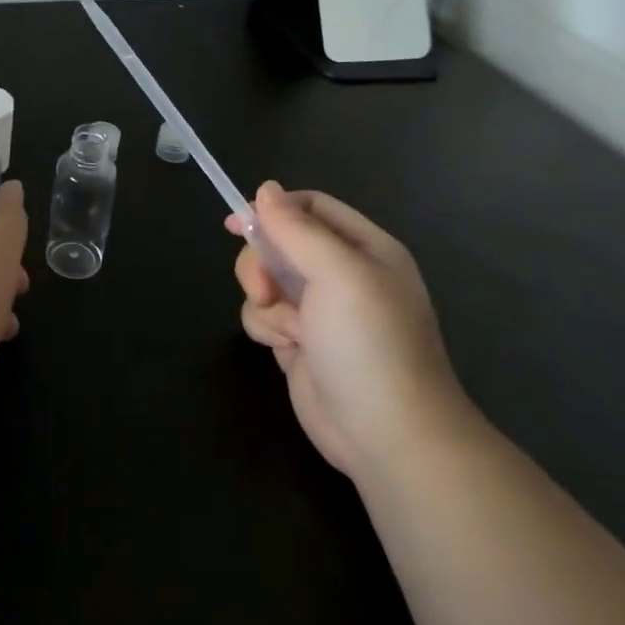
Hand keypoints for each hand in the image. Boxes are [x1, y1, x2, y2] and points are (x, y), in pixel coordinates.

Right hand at [226, 182, 473, 477]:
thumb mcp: (337, 273)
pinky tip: (287, 349)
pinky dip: (267, 328)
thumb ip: (296, 228)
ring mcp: (320, 311)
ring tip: (289, 330)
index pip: (311, 207)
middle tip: (263, 288)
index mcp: (364, 249)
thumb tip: (265, 189)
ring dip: (264, 302)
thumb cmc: (369, 343)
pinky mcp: (300, 342)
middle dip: (261, 263)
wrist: (388, 436)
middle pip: (279, 243)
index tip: (235, 223)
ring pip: (265, 281)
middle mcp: (342, 275)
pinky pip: (263, 316)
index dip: (272, 209)